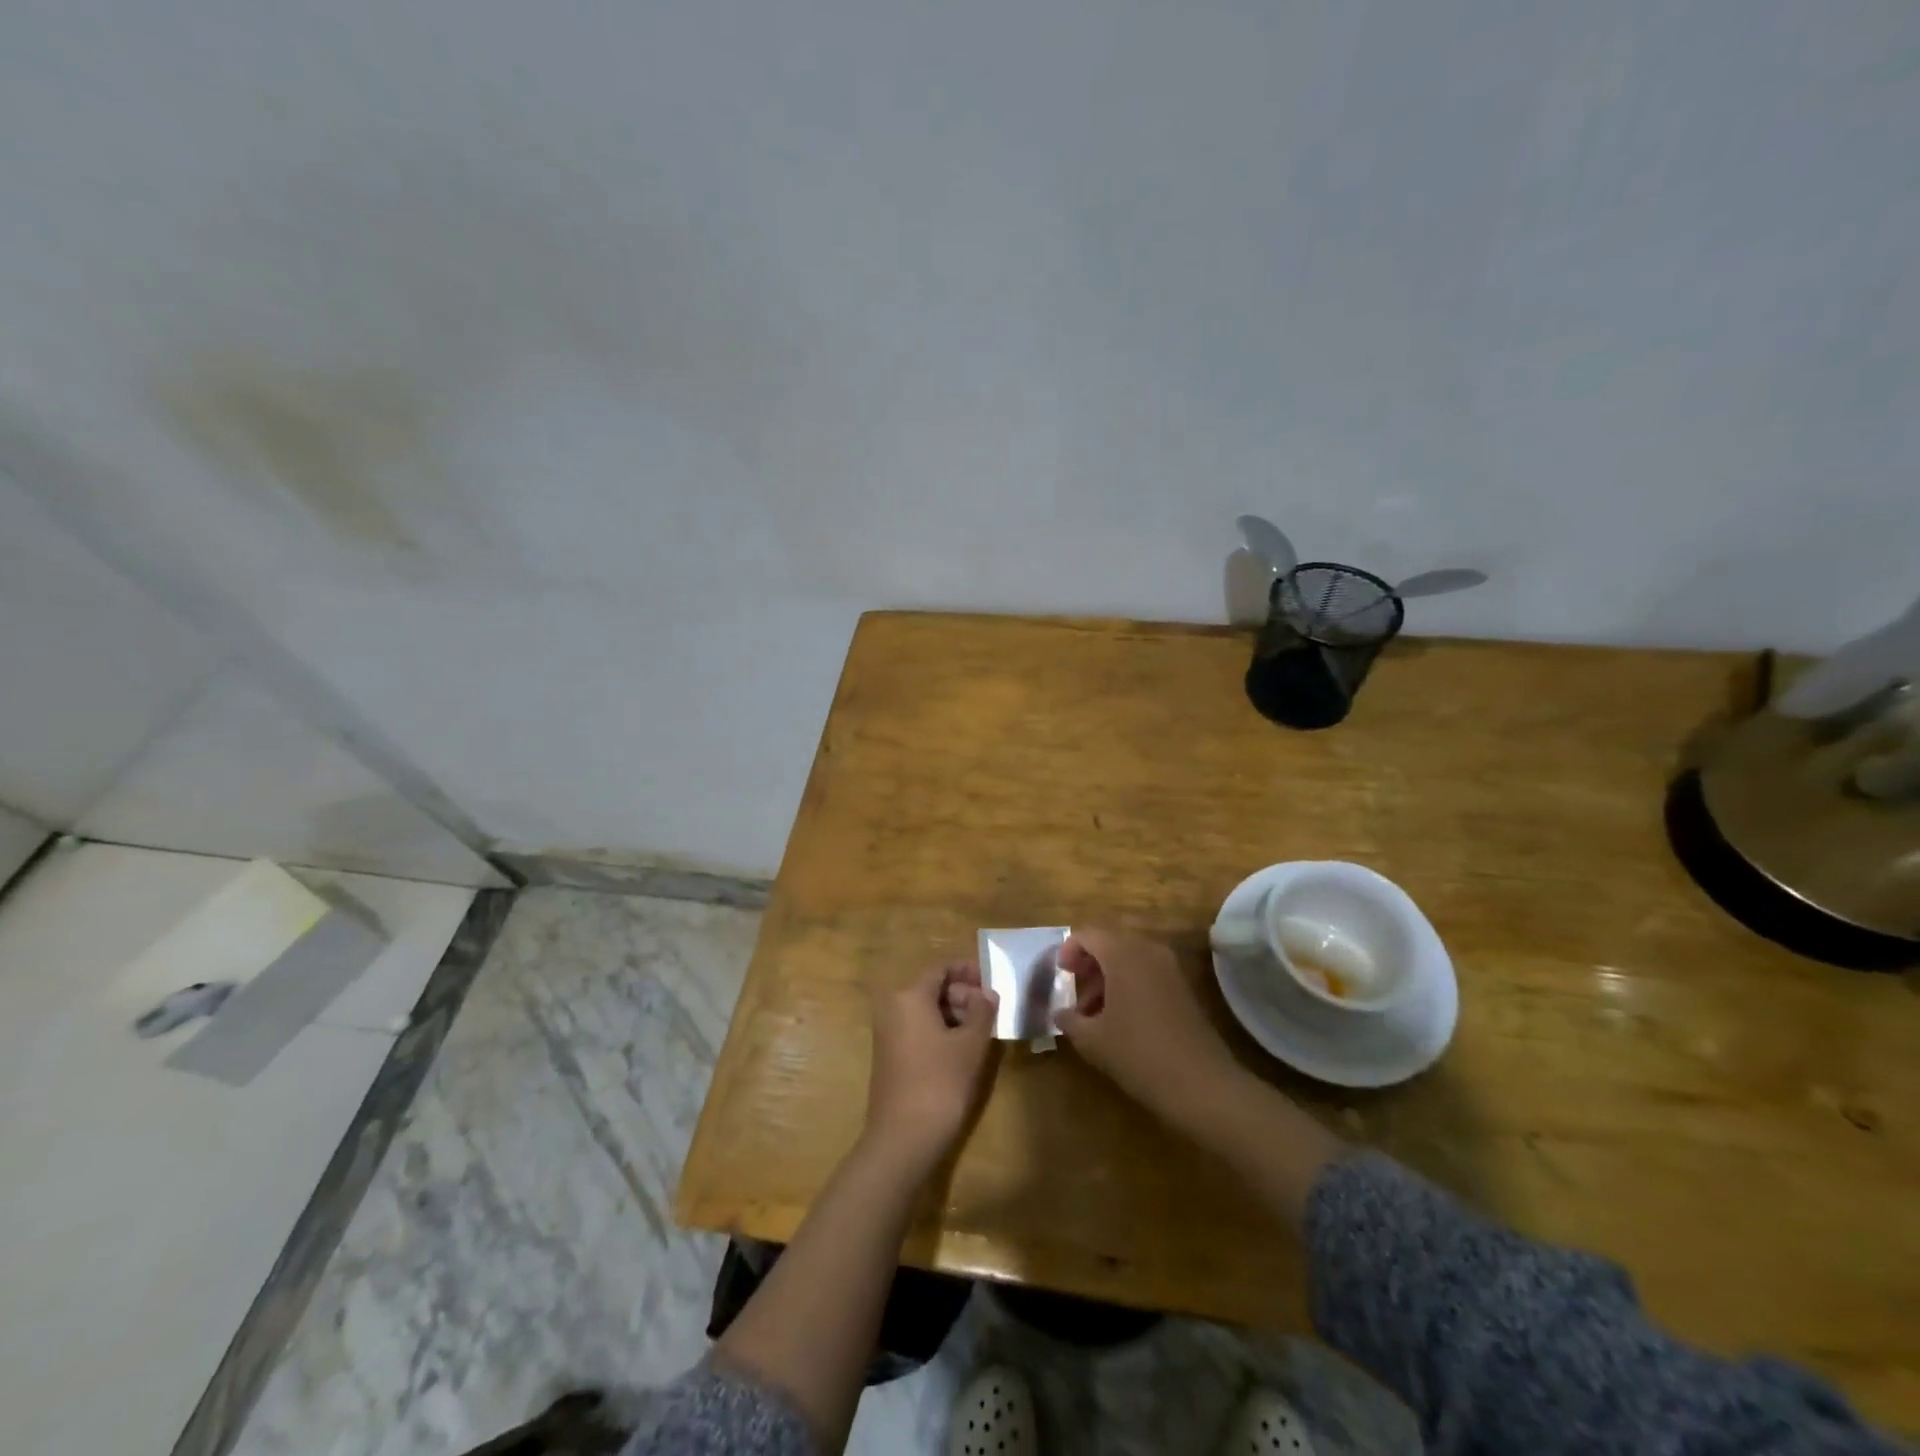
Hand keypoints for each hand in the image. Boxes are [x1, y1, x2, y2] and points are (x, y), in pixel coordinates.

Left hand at [863, 962, 998, 1170]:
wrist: (902, 1138)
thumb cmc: (940, 1082)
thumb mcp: (970, 1044)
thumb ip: (982, 1011)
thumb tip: (988, 993)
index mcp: (909, 996)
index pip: (941, 969)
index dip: (968, 971)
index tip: (992, 980)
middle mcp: (893, 1007)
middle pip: (932, 988)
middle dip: (963, 994)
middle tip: (991, 1010)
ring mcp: (888, 1032)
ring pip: (926, 1010)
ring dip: (954, 1014)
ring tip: (982, 1029)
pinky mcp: (890, 1055)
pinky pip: (918, 1029)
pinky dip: (940, 1031)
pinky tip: (962, 1048)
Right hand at [1057, 928, 1240, 1128]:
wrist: (1200, 1083)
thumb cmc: (1138, 1054)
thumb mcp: (1092, 1040)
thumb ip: (1069, 1020)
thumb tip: (1060, 1012)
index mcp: (1122, 954)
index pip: (1088, 934)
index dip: (1069, 950)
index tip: (1061, 974)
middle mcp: (1148, 950)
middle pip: (1111, 941)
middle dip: (1090, 962)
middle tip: (1076, 989)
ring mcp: (1170, 967)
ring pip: (1130, 957)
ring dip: (1109, 974)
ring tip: (1095, 1010)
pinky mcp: (1183, 986)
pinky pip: (1148, 971)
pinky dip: (1130, 983)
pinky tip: (1122, 1017)